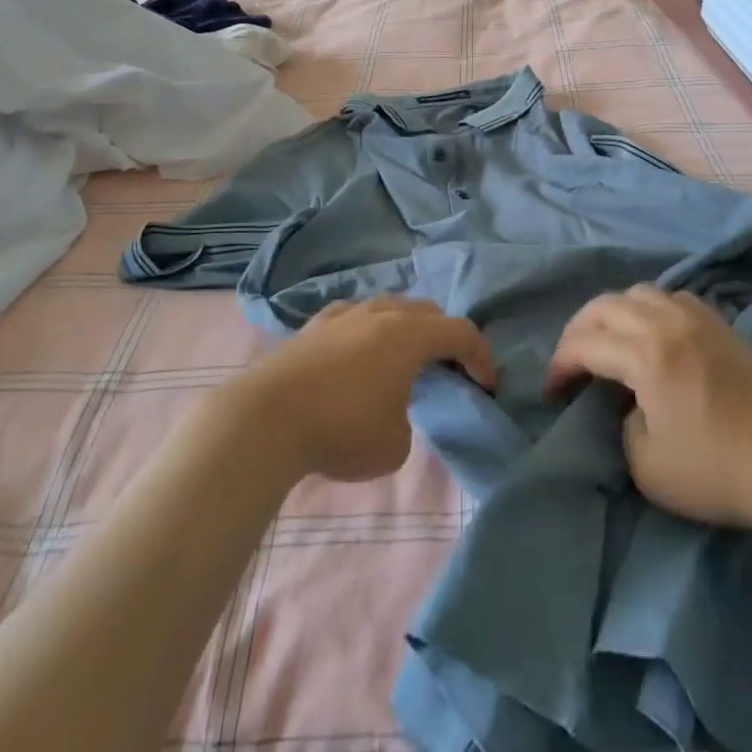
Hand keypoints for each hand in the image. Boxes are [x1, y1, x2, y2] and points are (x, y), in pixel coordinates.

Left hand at [241, 296, 494, 482]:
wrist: (264, 420)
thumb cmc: (341, 430)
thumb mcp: (395, 445)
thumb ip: (408, 420)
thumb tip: (391, 409)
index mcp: (409, 335)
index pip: (460, 332)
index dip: (481, 357)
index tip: (487, 385)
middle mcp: (380, 314)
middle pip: (426, 311)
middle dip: (445, 337)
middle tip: (449, 369)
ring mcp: (343, 315)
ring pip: (388, 307)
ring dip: (406, 329)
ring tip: (404, 359)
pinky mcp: (312, 326)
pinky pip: (354, 316)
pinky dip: (369, 330)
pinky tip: (359, 352)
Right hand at [545, 285, 751, 530]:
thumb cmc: (719, 472)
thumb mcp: (646, 465)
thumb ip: (621, 424)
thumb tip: (627, 403)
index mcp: (646, 355)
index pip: (586, 344)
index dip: (560, 365)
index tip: (552, 391)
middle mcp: (668, 323)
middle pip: (605, 305)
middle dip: (578, 330)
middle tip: (571, 362)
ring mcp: (699, 319)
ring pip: (639, 292)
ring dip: (613, 313)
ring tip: (608, 343)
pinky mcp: (722, 327)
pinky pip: (672, 298)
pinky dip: (649, 308)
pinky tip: (652, 334)